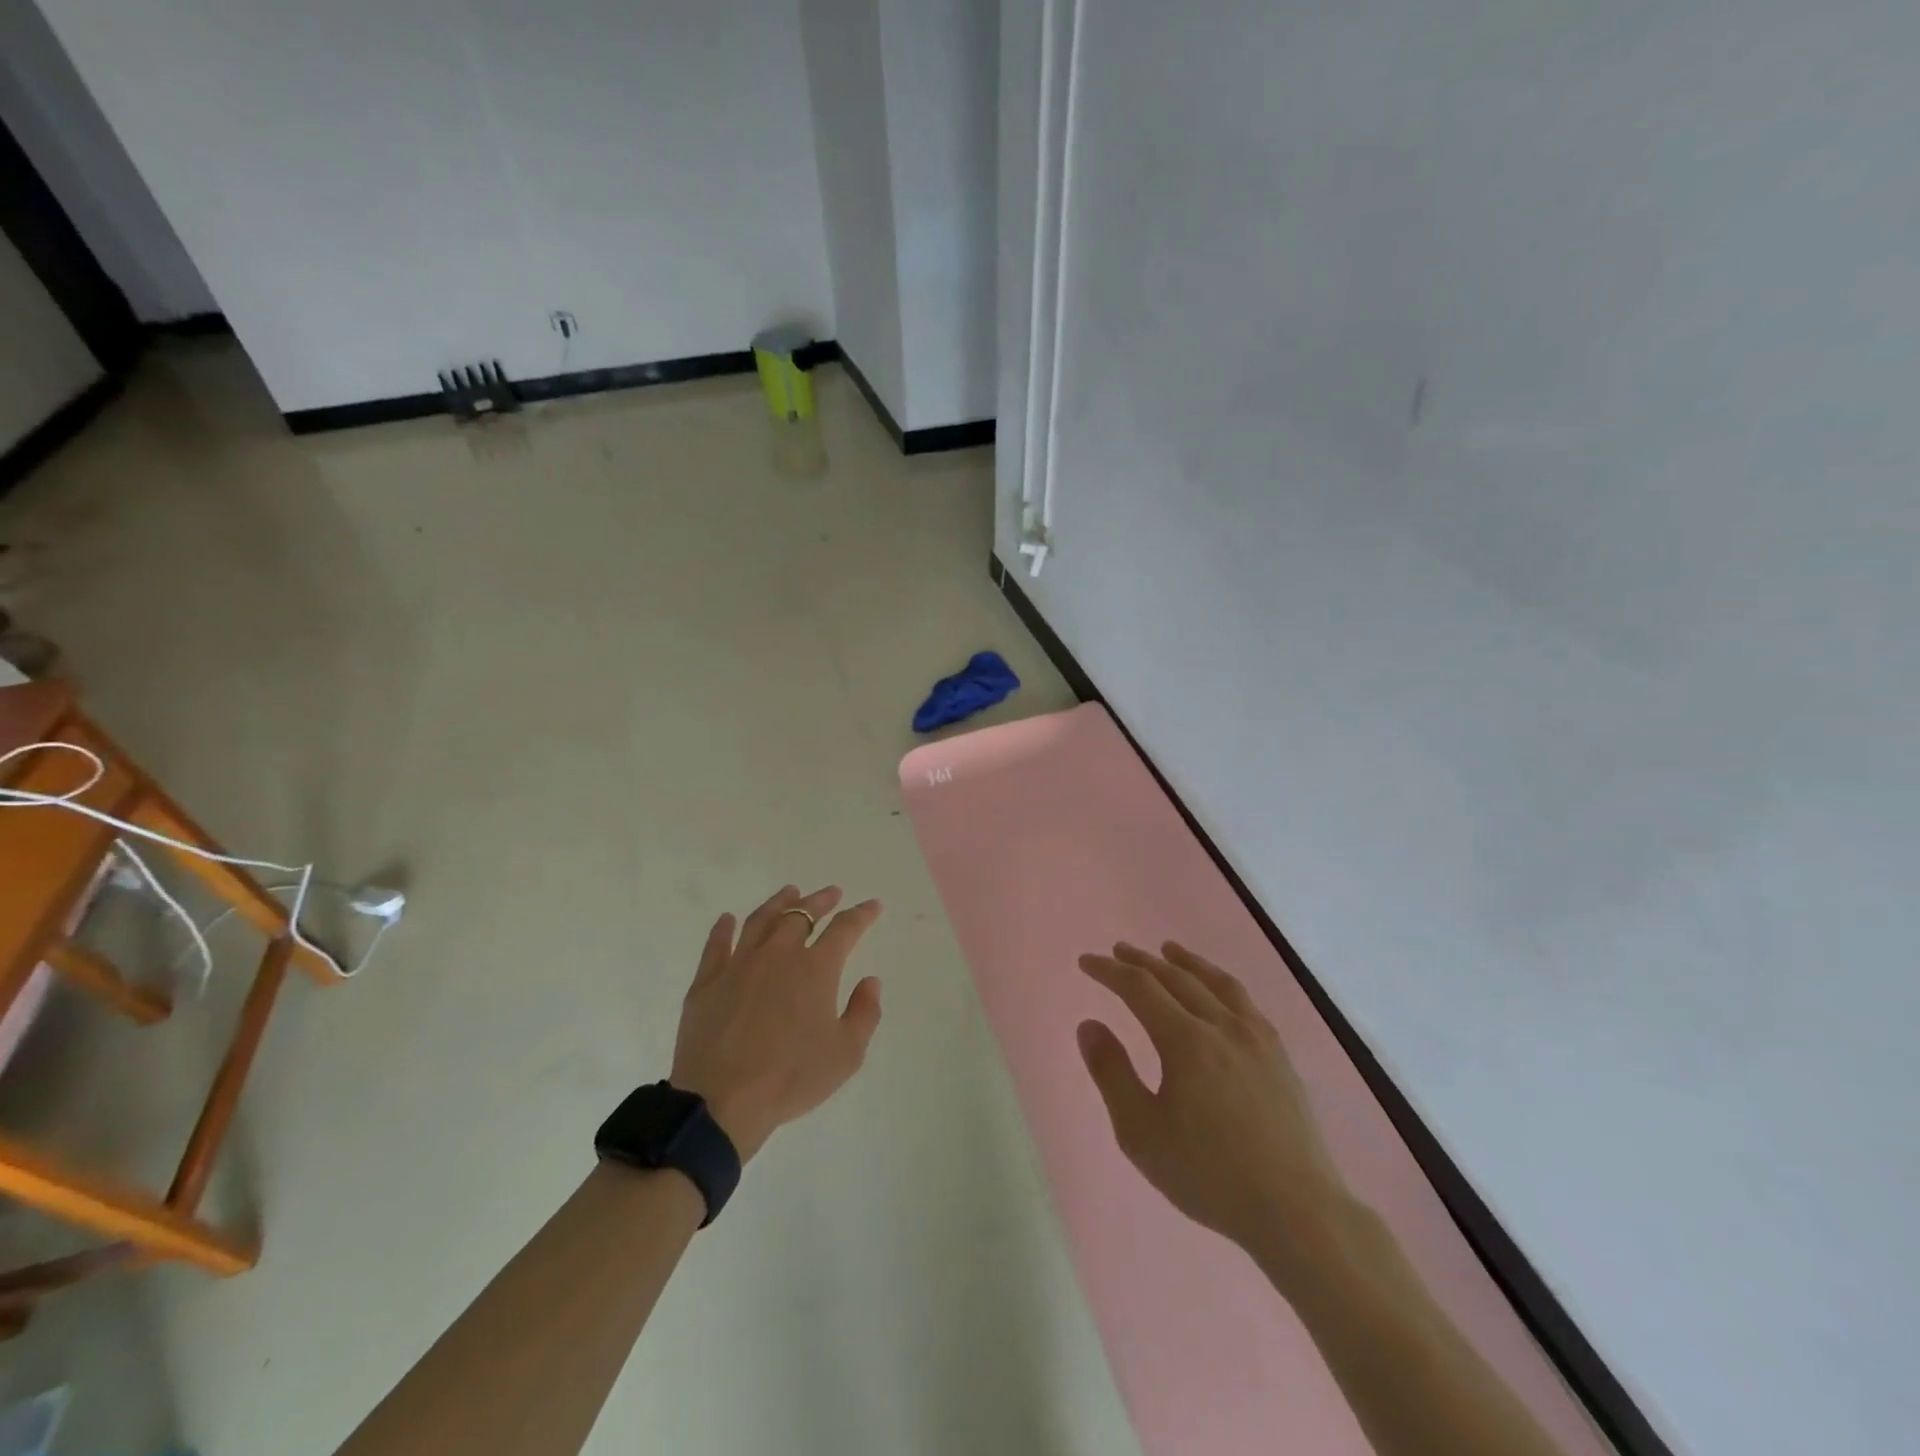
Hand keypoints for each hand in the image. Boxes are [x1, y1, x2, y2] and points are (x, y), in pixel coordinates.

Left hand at [672, 886, 883, 1161]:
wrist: (722, 1102)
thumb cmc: (791, 1079)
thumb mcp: (846, 1054)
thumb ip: (865, 1013)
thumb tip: (870, 981)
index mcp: (815, 969)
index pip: (845, 929)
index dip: (862, 914)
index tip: (873, 905)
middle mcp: (778, 955)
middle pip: (801, 914)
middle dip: (820, 900)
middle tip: (831, 893)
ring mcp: (739, 964)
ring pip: (761, 920)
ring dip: (779, 902)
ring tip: (789, 892)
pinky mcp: (707, 981)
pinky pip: (717, 944)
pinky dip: (724, 928)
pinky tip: (728, 919)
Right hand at [1076, 942, 1344, 1257]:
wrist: (1297, 1211)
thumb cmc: (1209, 1175)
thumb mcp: (1141, 1132)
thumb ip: (1112, 1073)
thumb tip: (1089, 1025)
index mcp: (1186, 1041)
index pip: (1139, 988)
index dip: (1109, 971)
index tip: (1086, 962)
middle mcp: (1222, 1026)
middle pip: (1176, 978)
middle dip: (1142, 961)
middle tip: (1118, 950)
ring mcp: (1257, 1038)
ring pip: (1216, 982)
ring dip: (1186, 962)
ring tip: (1169, 950)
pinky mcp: (1280, 1056)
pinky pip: (1245, 1002)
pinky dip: (1221, 984)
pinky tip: (1219, 993)